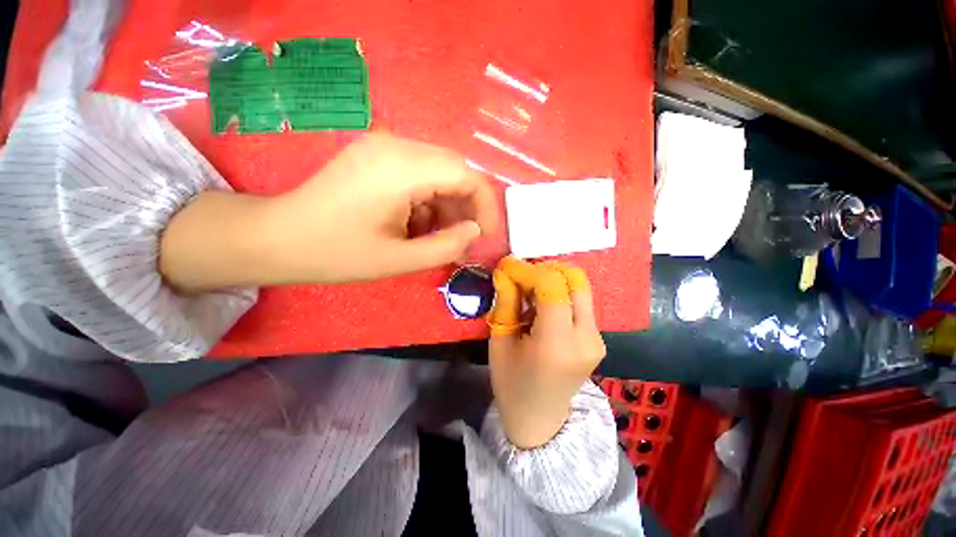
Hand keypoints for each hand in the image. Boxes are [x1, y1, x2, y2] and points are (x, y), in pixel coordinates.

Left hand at [161, 132, 497, 291]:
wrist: (278, 238)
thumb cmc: (337, 253)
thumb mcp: (401, 260)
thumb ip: (447, 246)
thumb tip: (475, 231)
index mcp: (401, 169)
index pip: (467, 175)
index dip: (485, 205)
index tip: (486, 234)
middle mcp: (396, 145)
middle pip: (455, 169)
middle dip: (467, 205)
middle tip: (465, 237)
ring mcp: (383, 146)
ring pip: (439, 170)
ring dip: (447, 203)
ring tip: (439, 235)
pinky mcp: (376, 154)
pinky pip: (419, 171)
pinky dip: (428, 198)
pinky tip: (417, 223)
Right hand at [487, 257, 605, 448]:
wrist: (540, 420)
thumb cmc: (511, 384)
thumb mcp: (500, 342)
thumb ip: (506, 301)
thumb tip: (506, 270)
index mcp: (557, 344)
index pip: (552, 286)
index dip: (528, 270)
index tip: (507, 267)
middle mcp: (586, 338)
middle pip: (575, 280)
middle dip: (545, 269)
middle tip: (520, 277)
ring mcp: (597, 339)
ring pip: (580, 288)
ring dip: (553, 280)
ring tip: (528, 292)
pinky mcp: (598, 339)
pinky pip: (581, 301)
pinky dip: (560, 293)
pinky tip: (541, 306)